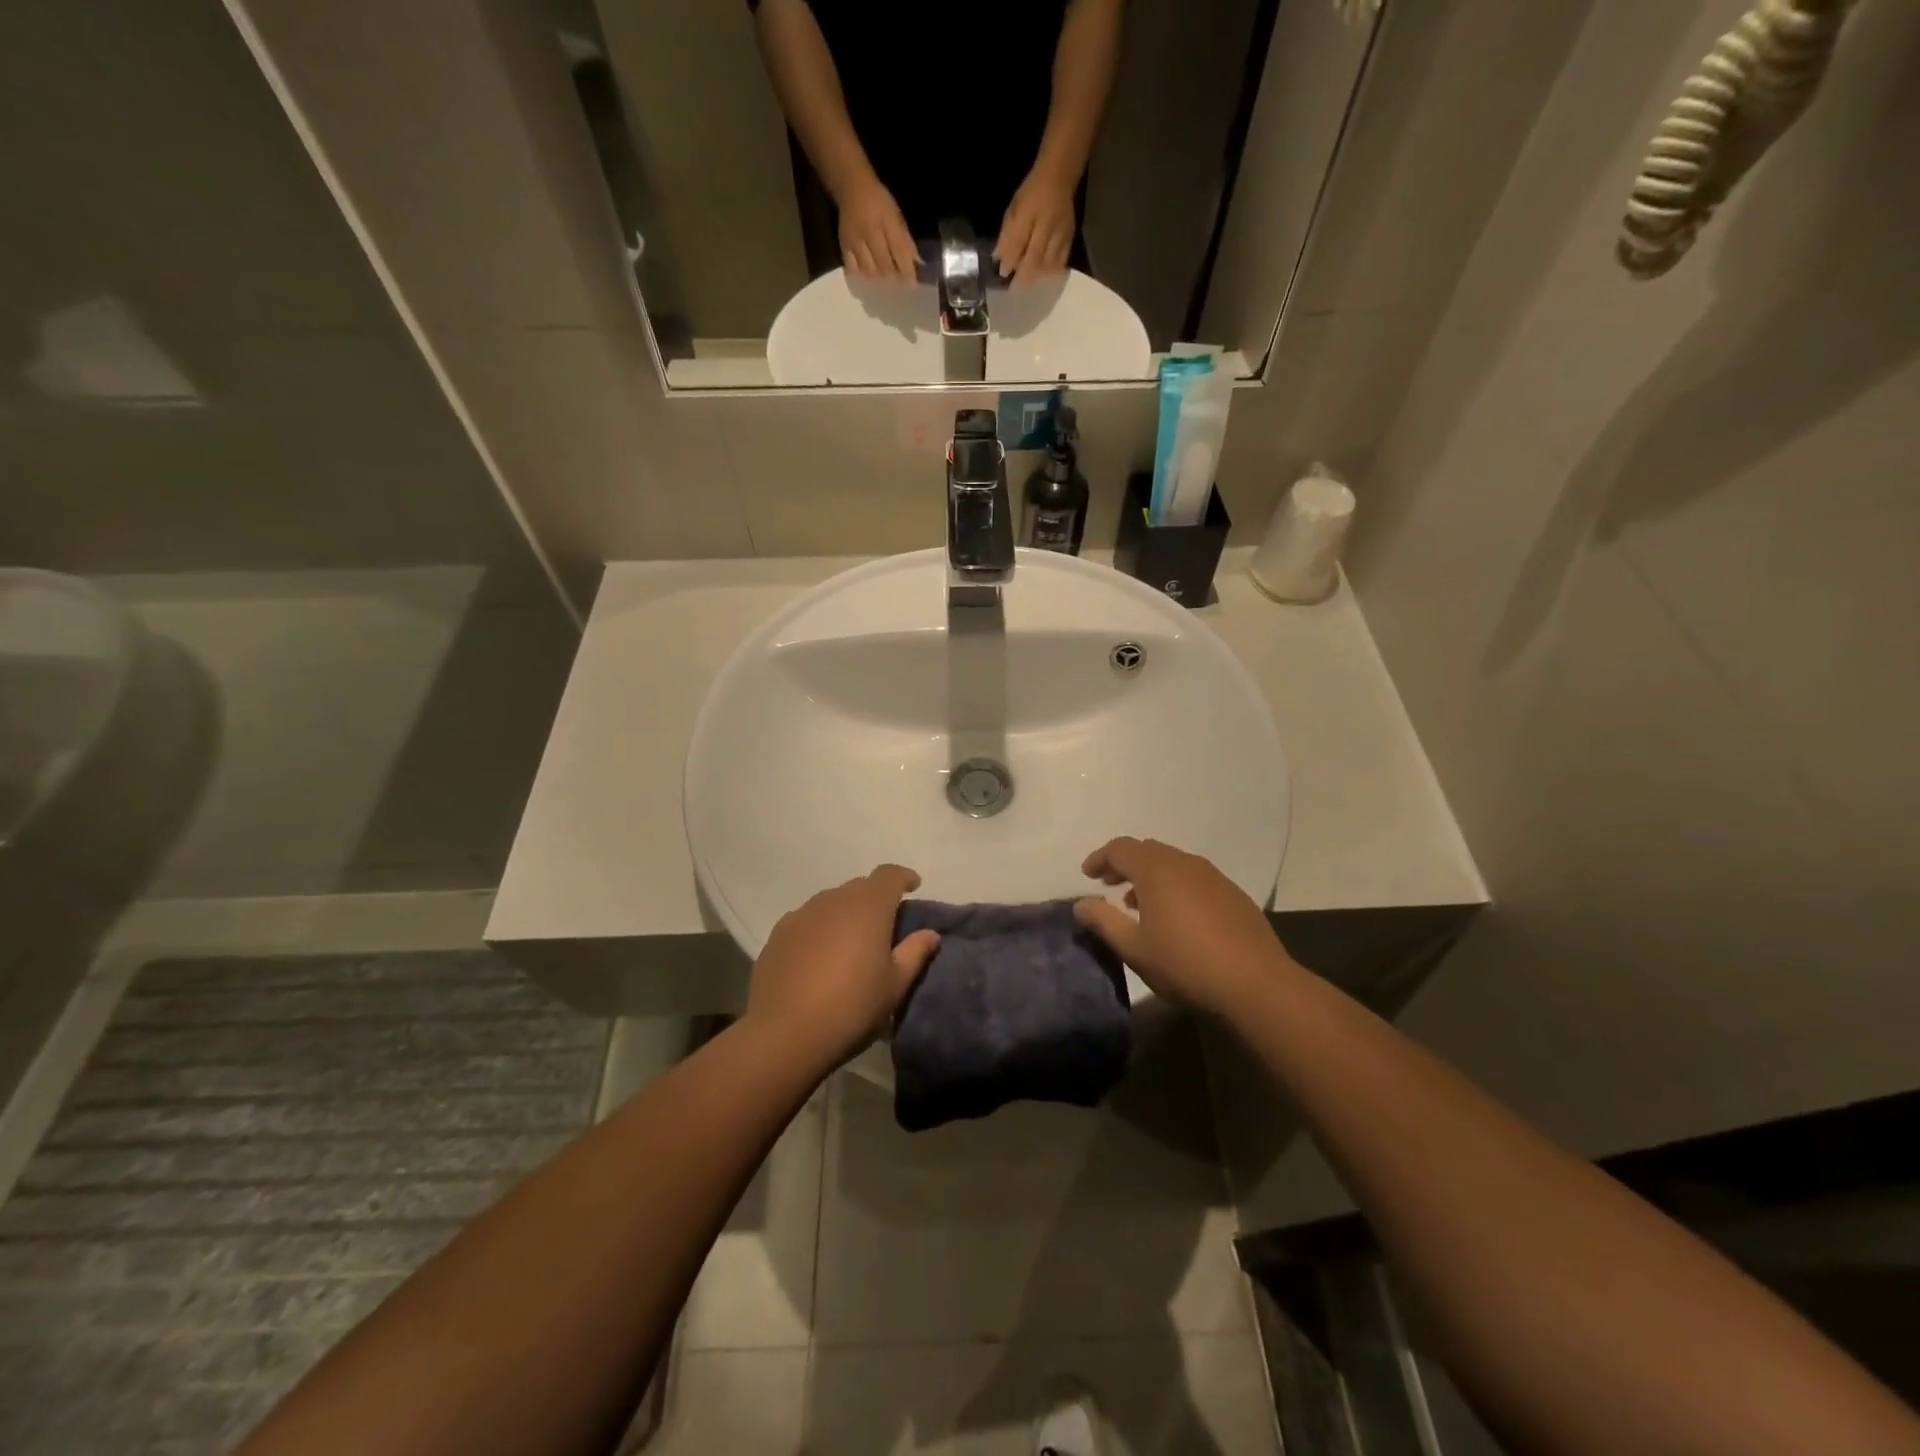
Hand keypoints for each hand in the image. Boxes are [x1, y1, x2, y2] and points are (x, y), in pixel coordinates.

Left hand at [745, 865, 940, 1065]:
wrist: (785, 1034)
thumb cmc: (852, 1007)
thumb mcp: (895, 986)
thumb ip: (914, 953)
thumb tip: (930, 933)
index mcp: (868, 906)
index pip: (889, 875)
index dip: (903, 877)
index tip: (913, 887)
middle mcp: (834, 900)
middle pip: (860, 887)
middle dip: (875, 899)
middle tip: (884, 927)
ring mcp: (802, 915)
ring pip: (831, 903)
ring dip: (846, 914)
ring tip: (850, 944)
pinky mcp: (778, 934)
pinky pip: (807, 920)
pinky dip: (819, 929)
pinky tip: (819, 958)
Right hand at [837, 176, 919, 281]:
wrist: (851, 187)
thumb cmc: (878, 201)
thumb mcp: (896, 215)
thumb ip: (905, 239)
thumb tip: (917, 262)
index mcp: (887, 222)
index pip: (900, 252)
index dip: (907, 271)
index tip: (913, 284)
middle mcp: (871, 233)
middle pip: (885, 266)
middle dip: (894, 278)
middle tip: (900, 286)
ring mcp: (856, 242)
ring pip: (870, 271)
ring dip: (880, 279)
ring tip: (885, 282)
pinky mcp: (844, 246)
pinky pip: (853, 269)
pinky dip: (862, 276)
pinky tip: (868, 277)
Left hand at [994, 166, 1076, 282]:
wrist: (1059, 177)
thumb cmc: (1031, 193)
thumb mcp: (1014, 209)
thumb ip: (1007, 235)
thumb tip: (999, 260)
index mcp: (1030, 212)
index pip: (1018, 242)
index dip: (1010, 260)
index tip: (1003, 273)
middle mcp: (1047, 224)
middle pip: (1035, 258)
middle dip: (1023, 275)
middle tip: (1015, 287)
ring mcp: (1061, 233)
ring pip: (1048, 264)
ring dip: (1036, 276)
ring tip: (1027, 282)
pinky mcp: (1070, 238)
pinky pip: (1060, 262)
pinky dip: (1049, 272)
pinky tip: (1042, 275)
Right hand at [1072, 837, 1288, 1015]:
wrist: (1256, 984)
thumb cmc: (1185, 964)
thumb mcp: (1133, 948)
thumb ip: (1103, 921)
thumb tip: (1081, 904)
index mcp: (1157, 870)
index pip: (1121, 849)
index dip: (1100, 858)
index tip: (1087, 875)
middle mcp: (1185, 863)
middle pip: (1148, 851)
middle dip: (1125, 865)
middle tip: (1109, 886)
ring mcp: (1213, 877)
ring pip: (1173, 864)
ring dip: (1151, 877)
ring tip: (1139, 905)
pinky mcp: (1233, 895)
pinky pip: (1194, 878)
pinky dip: (1176, 887)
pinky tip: (1177, 918)